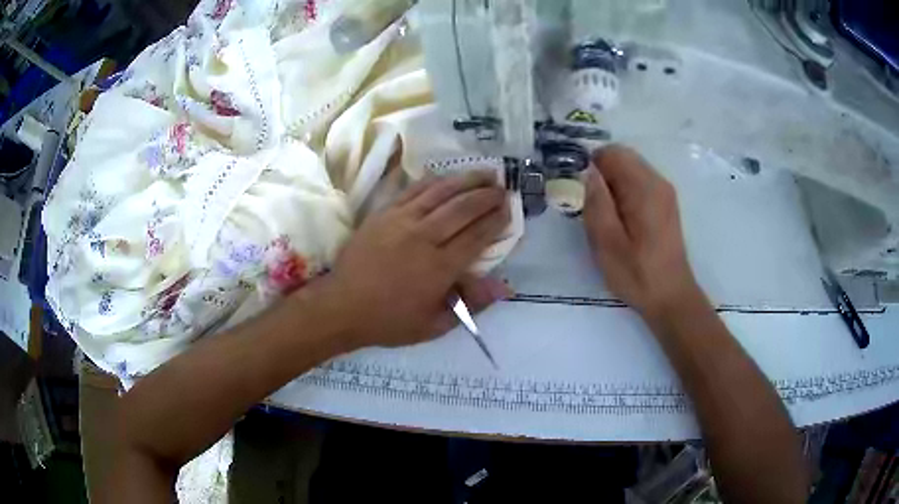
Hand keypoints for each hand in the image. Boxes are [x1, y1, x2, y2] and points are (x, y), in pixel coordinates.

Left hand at [317, 172, 511, 348]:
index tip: (509, 208)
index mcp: (440, 268)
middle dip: (487, 195)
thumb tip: (505, 286)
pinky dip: (435, 181)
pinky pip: (414, 190)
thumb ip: (471, 304)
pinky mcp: (384, 213)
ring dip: (466, 180)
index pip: (477, 236)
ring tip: (485, 173)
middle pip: (463, 208)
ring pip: (441, 192)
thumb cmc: (390, 320)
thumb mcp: (435, 325)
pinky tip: (448, 177)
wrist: (342, 306)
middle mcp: (424, 238)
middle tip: (502, 187)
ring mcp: (402, 221)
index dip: (496, 219)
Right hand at [583, 145, 699, 317]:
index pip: (611, 153)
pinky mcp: (665, 202)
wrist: (671, 296)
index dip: (590, 167)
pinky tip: (621, 219)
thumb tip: (587, 171)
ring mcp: (664, 191)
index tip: (581, 193)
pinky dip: (624, 191)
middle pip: (622, 157)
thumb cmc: (637, 273)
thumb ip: (596, 202)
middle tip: (591, 206)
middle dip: (601, 174)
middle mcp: (657, 181)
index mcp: (644, 188)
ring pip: (630, 169)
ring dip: (612, 183)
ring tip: (606, 216)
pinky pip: (639, 182)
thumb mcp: (607, 243)